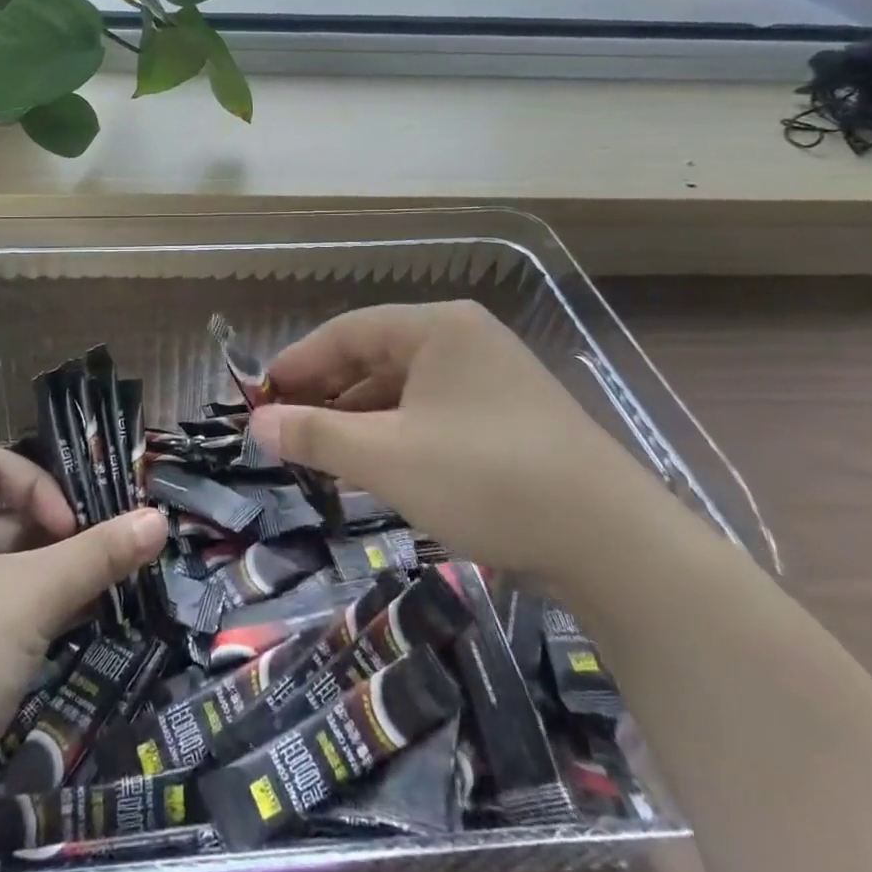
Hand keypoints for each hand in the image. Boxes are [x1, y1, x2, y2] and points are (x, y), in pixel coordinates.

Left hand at [0, 447, 166, 871]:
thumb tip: (161, 519)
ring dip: (43, 574)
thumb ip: (98, 554)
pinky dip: (21, 609)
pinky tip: (61, 627)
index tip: (74, 532)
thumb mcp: (31, 596)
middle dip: (51, 533)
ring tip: (90, 593)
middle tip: (98, 558)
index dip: (41, 488)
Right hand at [251, 301, 673, 584]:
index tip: (260, 395)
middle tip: (284, 426)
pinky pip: (434, 412)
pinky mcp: (510, 418)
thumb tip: (257, 424)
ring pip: (405, 388)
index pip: (348, 331)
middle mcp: (465, 340)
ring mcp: (492, 379)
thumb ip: (316, 435)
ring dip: (361, 416)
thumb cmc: (486, 479)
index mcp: (437, 328)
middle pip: (376, 356)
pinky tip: (377, 465)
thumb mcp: (388, 457)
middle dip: (327, 392)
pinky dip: (398, 433)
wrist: (614, 544)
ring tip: (321, 450)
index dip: (298, 362)